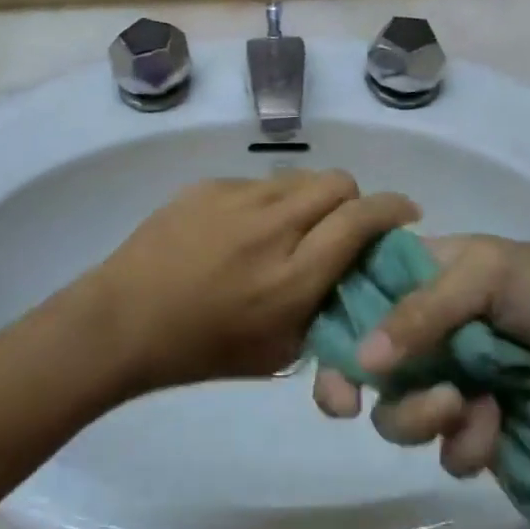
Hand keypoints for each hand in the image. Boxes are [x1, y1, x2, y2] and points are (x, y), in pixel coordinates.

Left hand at [85, 172, 418, 391]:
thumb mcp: (278, 351)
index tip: (404, 213)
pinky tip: (241, 230)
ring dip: (309, 198)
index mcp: (295, 275)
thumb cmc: (202, 350)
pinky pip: (257, 182)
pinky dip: (266, 201)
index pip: (362, 219)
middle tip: (341, 224)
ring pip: (298, 176)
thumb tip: (349, 276)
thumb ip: (323, 311)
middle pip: (337, 182)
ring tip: (288, 227)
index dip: (392, 209)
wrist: (124, 320)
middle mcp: (274, 226)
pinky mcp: (209, 185)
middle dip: (352, 199)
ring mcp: (238, 198)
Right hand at [311, 235, 529, 476]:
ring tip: (461, 405)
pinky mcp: (483, 432)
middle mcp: (427, 333)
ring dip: (420, 415)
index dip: (333, 326)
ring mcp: (453, 383)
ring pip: (400, 415)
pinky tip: (498, 423)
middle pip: (366, 365)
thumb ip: (420, 312)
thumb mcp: (484, 274)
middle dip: (355, 386)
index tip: (321, 354)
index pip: (357, 297)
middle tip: (349, 405)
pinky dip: (468, 442)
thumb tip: (362, 361)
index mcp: (421, 280)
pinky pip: (450, 451)